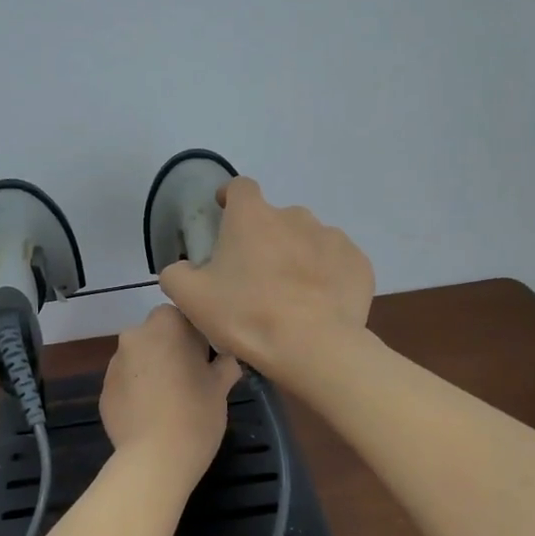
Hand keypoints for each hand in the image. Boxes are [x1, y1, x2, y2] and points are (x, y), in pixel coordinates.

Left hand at [100, 305, 240, 479]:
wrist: (155, 459)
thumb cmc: (196, 413)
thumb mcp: (222, 386)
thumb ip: (225, 363)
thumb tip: (226, 359)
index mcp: (165, 325)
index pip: (182, 316)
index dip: (196, 336)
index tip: (207, 359)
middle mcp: (134, 336)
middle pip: (157, 335)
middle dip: (171, 351)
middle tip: (191, 379)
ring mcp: (114, 364)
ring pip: (140, 359)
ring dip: (153, 370)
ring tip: (170, 401)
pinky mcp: (104, 392)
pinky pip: (127, 384)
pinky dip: (138, 393)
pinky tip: (152, 416)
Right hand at [158, 176, 373, 379]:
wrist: (314, 347)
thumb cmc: (246, 315)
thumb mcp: (191, 298)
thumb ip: (177, 274)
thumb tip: (181, 268)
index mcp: (252, 216)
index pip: (239, 188)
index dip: (230, 198)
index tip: (224, 214)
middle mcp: (294, 216)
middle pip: (274, 219)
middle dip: (264, 239)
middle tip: (255, 276)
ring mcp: (332, 237)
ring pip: (307, 240)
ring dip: (297, 256)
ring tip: (291, 294)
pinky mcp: (358, 263)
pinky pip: (335, 263)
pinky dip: (326, 276)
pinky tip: (318, 304)